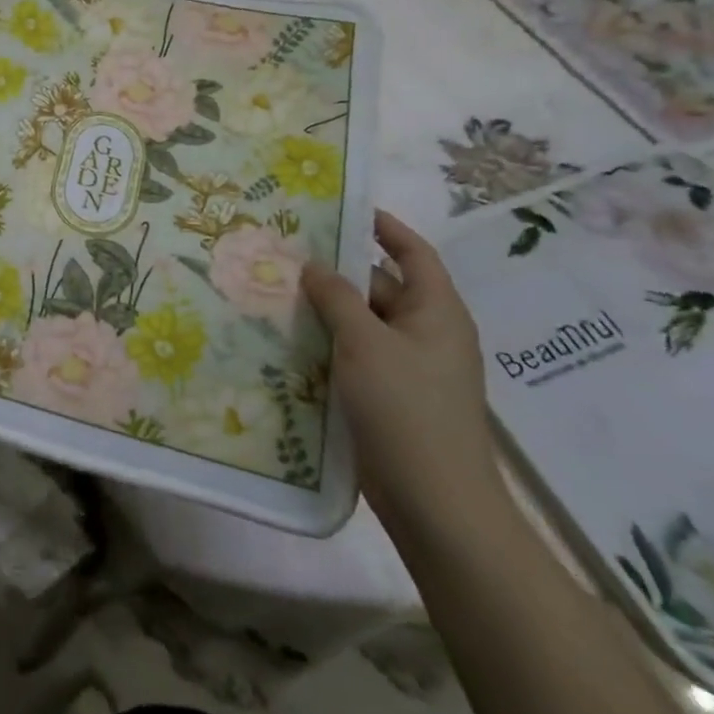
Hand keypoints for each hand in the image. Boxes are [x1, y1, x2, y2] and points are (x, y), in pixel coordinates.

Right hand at [302, 210, 507, 545]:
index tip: (343, 209)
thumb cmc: (407, 409)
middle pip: (381, 287)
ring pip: (364, 324)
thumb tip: (313, 266)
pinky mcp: (392, 398)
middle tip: (287, 254)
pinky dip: (329, 344)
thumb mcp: (365, 343)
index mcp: (437, 312)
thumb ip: (337, 298)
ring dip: (328, 310)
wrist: (436, 505)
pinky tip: (290, 341)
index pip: (413, 253)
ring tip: (277, 292)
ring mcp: (410, 369)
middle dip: (338, 272)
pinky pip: (357, 356)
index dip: (384, 227)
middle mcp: (428, 334)